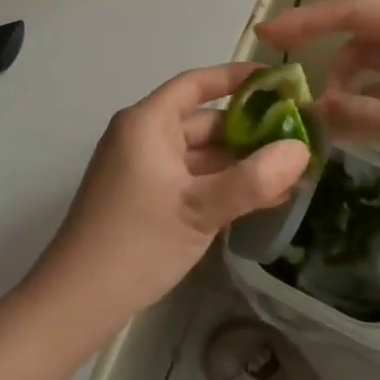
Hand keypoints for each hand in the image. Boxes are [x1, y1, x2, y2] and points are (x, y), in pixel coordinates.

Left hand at [30, 64, 309, 332]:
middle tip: (300, 138)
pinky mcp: (146, 197)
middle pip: (203, 121)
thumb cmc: (137, 242)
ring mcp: (144, 169)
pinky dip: (223, 184)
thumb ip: (253, 180)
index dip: (235, 78)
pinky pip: (192, 179)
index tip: (277, 81)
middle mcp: (144, 137)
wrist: (77, 301)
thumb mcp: (200, 210)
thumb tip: (301, 151)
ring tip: (293, 173)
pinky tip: (264, 199)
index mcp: (148, 123)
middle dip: (250, 131)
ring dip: (241, 163)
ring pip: (201, 154)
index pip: (196, 84)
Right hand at [257, 0, 379, 225]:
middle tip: (295, 88)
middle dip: (326, 53)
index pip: (353, 9)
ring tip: (332, 118)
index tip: (265, 37)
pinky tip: (362, 126)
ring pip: (379, 61)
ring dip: (350, 82)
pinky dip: (372, 100)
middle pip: (364, 31)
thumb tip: (313, 110)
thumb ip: (358, 114)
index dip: (306, 19)